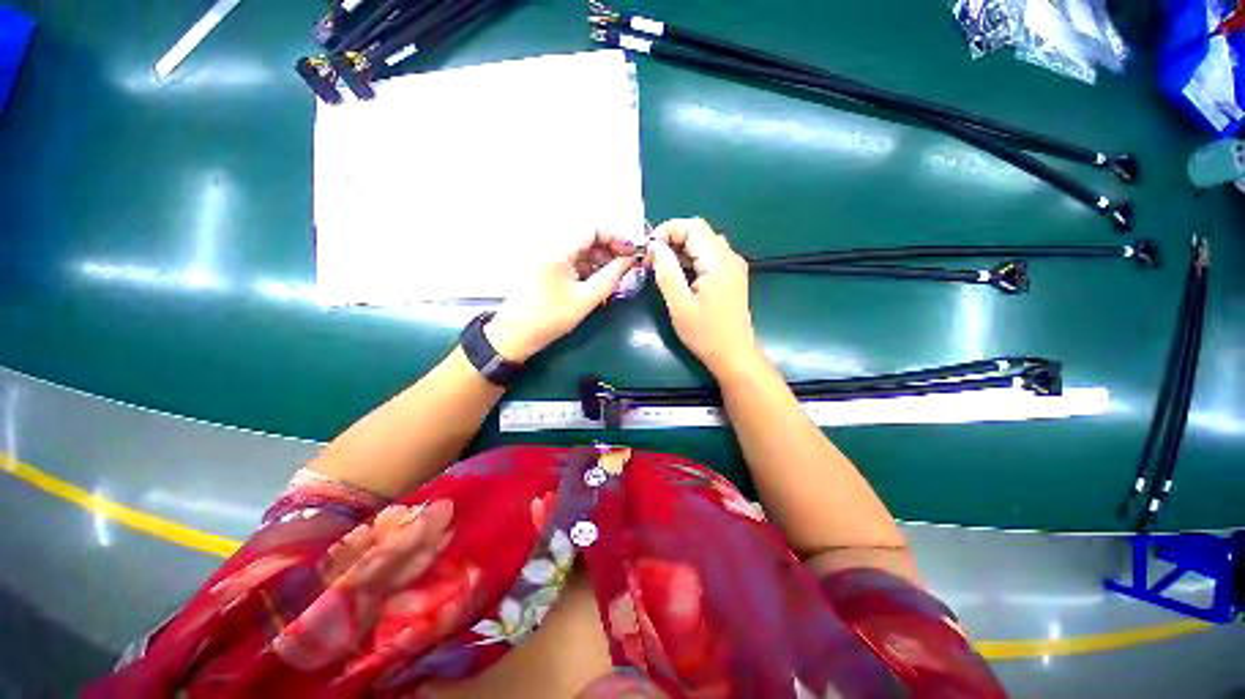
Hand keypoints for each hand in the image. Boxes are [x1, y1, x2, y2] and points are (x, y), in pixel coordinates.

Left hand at [485, 231, 635, 361]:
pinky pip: (571, 257)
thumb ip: (612, 276)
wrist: (515, 334)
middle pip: (586, 235)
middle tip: (625, 267)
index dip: (616, 237)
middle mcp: (549, 243)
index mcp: (557, 249)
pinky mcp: (545, 263)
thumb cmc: (550, 319)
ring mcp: (546, 253)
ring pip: (580, 247)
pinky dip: (587, 266)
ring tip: (612, 277)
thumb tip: (630, 260)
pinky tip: (596, 281)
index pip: (592, 228)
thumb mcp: (586, 299)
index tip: (631, 252)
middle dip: (609, 249)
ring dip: (599, 258)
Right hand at [647, 218, 765, 378]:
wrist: (734, 354)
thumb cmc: (706, 334)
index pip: (693, 227)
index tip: (649, 249)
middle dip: (672, 239)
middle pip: (699, 232)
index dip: (668, 230)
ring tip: (662, 266)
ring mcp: (733, 266)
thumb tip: (655, 247)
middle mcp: (730, 257)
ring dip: (681, 248)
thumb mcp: (680, 306)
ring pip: (704, 243)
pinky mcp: (732, 275)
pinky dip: (691, 258)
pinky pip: (710, 255)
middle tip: (652, 259)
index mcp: (718, 262)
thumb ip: (667, 273)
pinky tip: (680, 274)